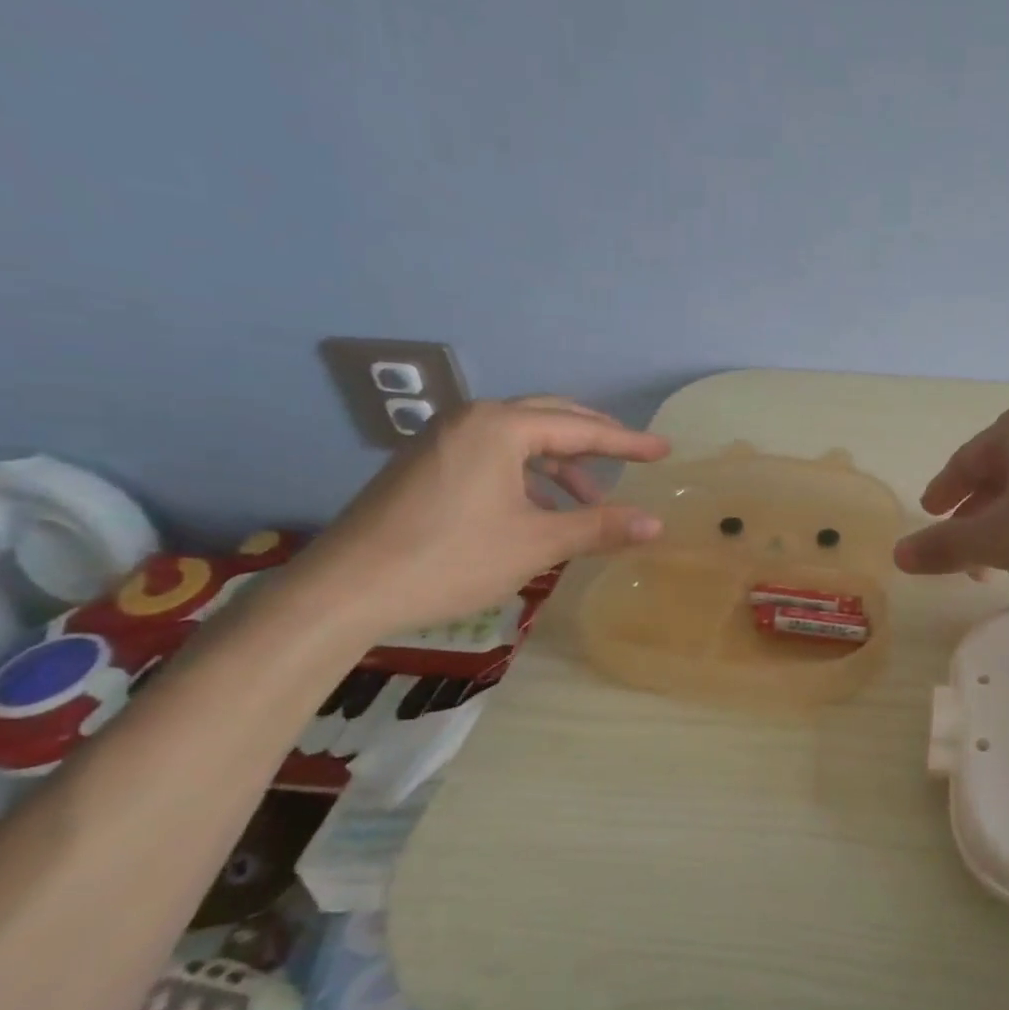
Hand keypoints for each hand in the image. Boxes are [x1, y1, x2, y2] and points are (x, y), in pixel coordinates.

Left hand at [291, 396, 669, 637]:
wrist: (344, 591)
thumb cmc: (451, 559)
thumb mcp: (537, 543)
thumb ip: (599, 527)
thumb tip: (656, 524)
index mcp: (500, 427)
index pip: (580, 428)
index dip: (627, 442)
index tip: (664, 451)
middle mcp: (470, 421)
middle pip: (548, 418)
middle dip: (594, 439)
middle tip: (632, 456)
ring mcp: (442, 442)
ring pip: (518, 440)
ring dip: (560, 465)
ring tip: (589, 500)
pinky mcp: (425, 467)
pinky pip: (492, 457)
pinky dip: (526, 476)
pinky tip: (539, 511)